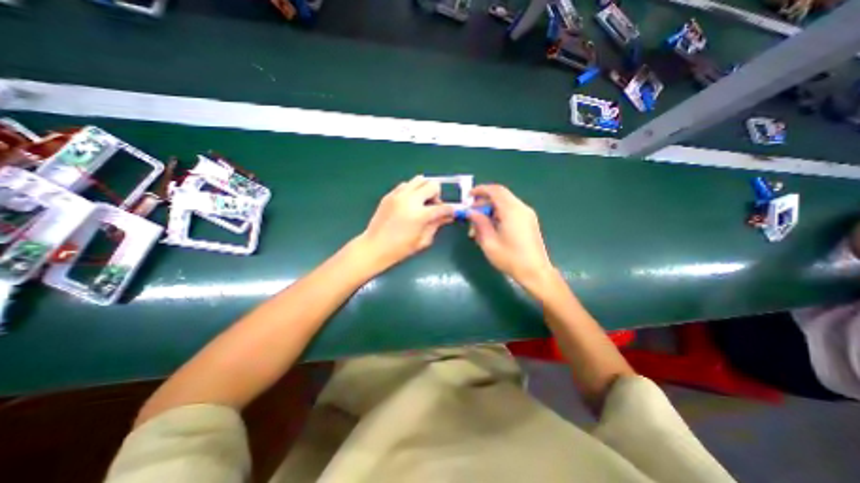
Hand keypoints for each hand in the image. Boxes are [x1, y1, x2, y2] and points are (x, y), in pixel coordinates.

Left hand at [360, 176, 456, 271]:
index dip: (450, 210)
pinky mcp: (389, 195)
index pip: (443, 207)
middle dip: (437, 195)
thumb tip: (447, 217)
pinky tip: (409, 202)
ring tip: (422, 202)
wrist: (375, 246)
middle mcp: (410, 200)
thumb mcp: (423, 240)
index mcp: (420, 215)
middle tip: (434, 206)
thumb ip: (436, 225)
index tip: (451, 212)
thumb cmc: (400, 249)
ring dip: (425, 189)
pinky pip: (405, 185)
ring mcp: (398, 195)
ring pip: (419, 179)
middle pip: (432, 185)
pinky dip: (412, 190)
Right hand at [468, 183, 553, 290]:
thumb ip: (479, 223)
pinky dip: (498, 215)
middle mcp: (521, 208)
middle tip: (471, 215)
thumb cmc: (510, 258)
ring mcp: (527, 214)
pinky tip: (490, 230)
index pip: (495, 190)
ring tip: (478, 227)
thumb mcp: (489, 242)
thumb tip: (471, 212)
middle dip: (483, 203)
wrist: (535, 272)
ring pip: (504, 204)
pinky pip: (511, 211)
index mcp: (512, 211)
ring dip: (490, 211)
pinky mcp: (529, 221)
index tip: (468, 196)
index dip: (480, 190)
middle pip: (500, 196)